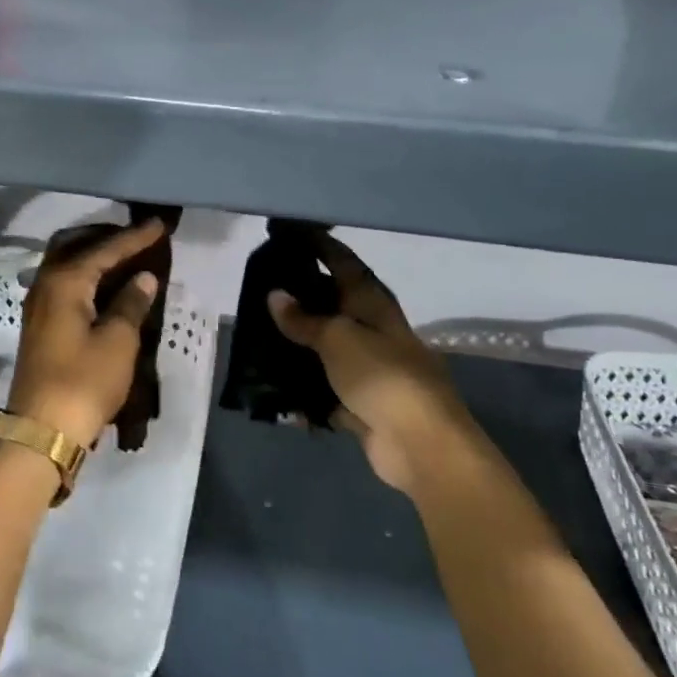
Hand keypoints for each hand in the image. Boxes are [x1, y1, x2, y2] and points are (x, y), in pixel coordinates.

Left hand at [7, 220, 166, 450]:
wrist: (42, 431)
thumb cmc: (84, 381)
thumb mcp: (118, 341)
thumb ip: (131, 303)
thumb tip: (142, 278)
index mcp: (64, 281)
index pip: (105, 249)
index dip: (134, 238)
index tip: (158, 224)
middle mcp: (45, 285)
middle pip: (75, 249)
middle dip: (106, 241)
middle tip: (136, 238)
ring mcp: (37, 307)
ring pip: (66, 268)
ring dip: (93, 261)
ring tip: (125, 260)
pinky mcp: (39, 327)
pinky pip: (64, 288)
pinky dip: (85, 281)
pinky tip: (104, 289)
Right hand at [267, 233, 459, 492]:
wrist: (419, 443)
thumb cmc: (381, 375)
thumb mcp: (337, 339)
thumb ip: (304, 320)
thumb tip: (275, 295)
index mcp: (372, 304)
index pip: (343, 262)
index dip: (319, 245)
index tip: (290, 233)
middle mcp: (372, 330)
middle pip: (332, 305)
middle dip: (300, 297)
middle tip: (259, 290)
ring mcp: (368, 368)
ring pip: (325, 349)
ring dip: (297, 347)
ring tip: (257, 339)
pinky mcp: (360, 403)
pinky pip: (323, 390)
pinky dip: (302, 391)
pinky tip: (273, 389)